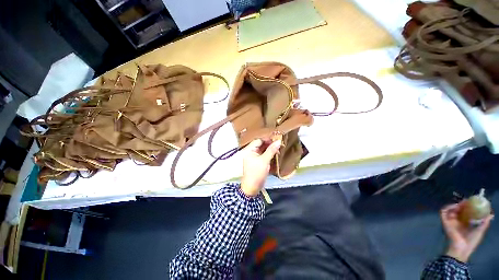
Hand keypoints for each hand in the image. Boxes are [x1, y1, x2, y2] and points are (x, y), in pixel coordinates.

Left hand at [240, 139, 280, 196]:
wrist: (252, 187)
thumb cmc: (256, 173)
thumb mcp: (264, 161)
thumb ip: (271, 150)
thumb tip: (279, 141)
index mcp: (249, 150)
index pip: (258, 140)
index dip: (267, 139)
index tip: (276, 139)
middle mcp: (251, 152)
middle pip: (261, 145)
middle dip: (269, 144)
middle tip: (279, 144)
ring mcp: (254, 157)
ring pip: (263, 150)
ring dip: (270, 149)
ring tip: (279, 148)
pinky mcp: (258, 162)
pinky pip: (264, 155)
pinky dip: (269, 154)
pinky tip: (275, 153)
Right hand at [441, 202, 493, 262]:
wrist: (461, 248)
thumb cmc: (471, 241)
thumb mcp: (480, 231)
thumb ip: (485, 223)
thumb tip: (491, 214)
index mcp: (464, 223)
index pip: (465, 212)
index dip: (468, 206)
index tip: (473, 202)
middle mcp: (457, 221)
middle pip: (458, 210)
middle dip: (462, 204)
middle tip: (467, 201)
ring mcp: (450, 221)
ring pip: (450, 209)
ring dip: (455, 205)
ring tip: (461, 204)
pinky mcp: (445, 221)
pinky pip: (443, 212)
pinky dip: (448, 207)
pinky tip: (454, 206)